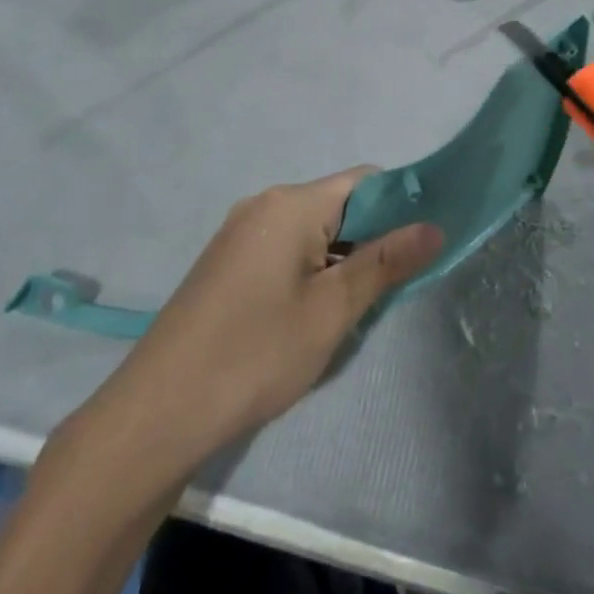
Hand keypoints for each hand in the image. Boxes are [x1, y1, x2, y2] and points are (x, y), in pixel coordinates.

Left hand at [88, 171, 442, 465]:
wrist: (158, 412)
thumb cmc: (255, 354)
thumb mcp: (332, 310)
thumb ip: (386, 263)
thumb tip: (435, 226)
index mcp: (291, 204)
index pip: (365, 182)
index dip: (402, 205)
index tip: (424, 243)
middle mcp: (264, 204)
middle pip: (339, 205)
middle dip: (373, 238)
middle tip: (394, 288)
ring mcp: (240, 233)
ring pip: (312, 231)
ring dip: (342, 259)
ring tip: (355, 308)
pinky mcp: (226, 263)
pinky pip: (285, 250)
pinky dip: (311, 270)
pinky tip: (313, 314)